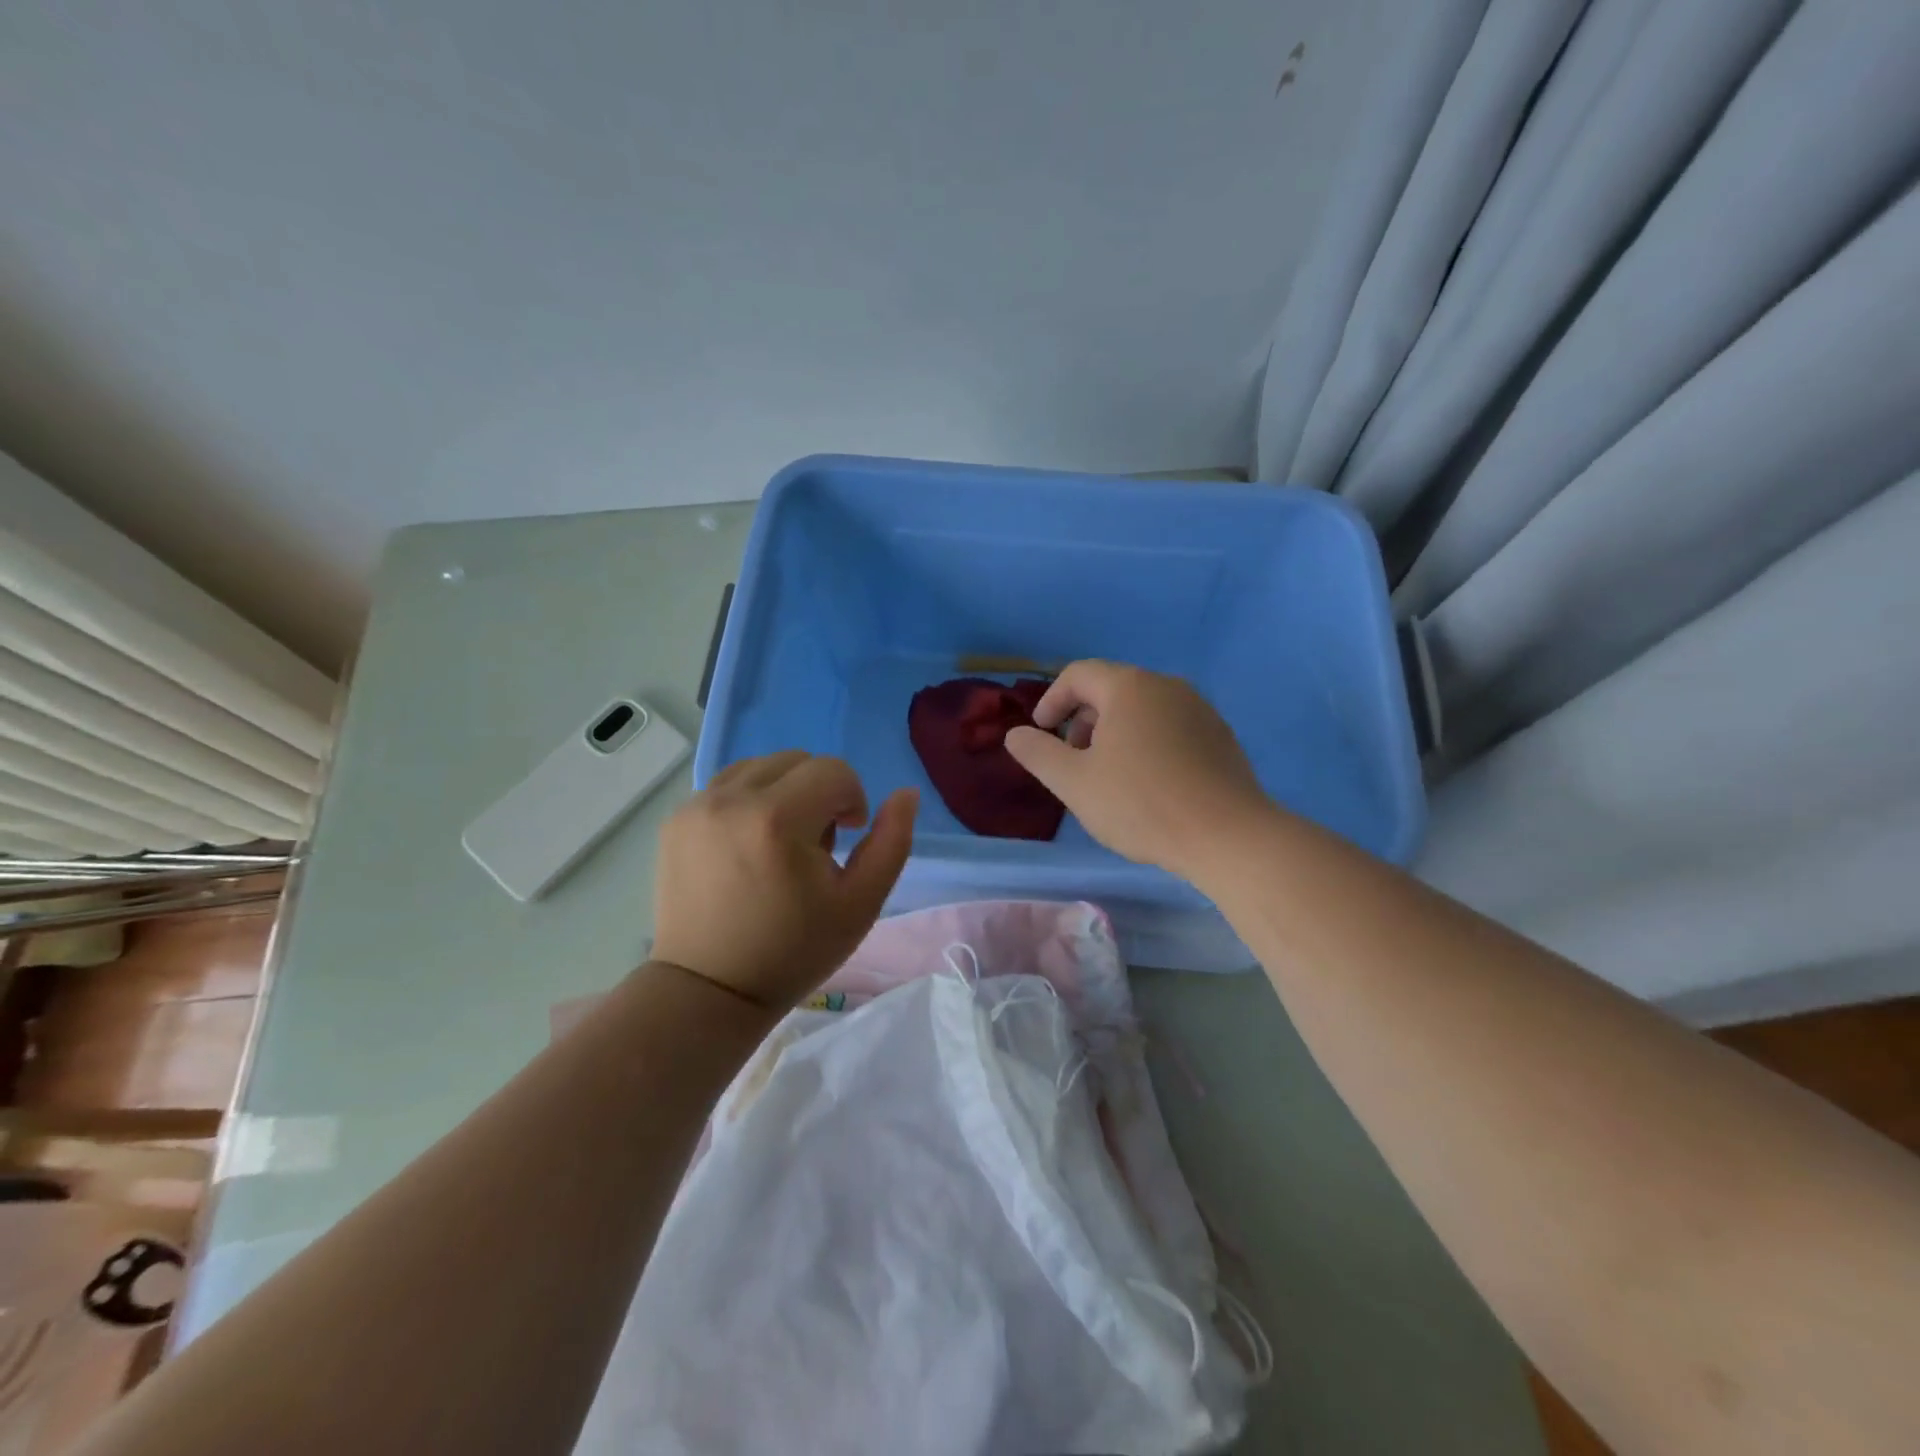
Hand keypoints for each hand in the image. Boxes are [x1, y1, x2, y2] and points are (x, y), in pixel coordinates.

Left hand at [652, 752, 916, 1011]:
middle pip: (797, 761)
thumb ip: (892, 842)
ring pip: (760, 767)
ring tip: (779, 843)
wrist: (708, 991)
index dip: (852, 800)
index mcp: (777, 819)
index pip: (834, 771)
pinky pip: (726, 785)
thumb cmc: (793, 952)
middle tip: (814, 846)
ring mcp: (695, 806)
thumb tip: (906, 793)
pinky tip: (748, 845)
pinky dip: (748, 801)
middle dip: (819, 793)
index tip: (846, 840)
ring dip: (783, 792)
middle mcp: (731, 799)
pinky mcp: (672, 817)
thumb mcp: (861, 904)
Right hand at [1004, 661, 1272, 881]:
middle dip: (1083, 721)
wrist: (1227, 836)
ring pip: (1143, 710)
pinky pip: (1171, 728)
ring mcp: (1200, 710)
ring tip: (1110, 778)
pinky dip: (1148, 744)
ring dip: (1115, 734)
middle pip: (1112, 690)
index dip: (1051, 700)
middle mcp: (1167, 686)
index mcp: (1129, 687)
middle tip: (1074, 762)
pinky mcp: (1221, 736)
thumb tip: (1015, 734)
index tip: (1042, 734)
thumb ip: (1038, 753)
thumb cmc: (1141, 804)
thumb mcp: (1074, 782)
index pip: (1079, 674)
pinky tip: (1150, 786)